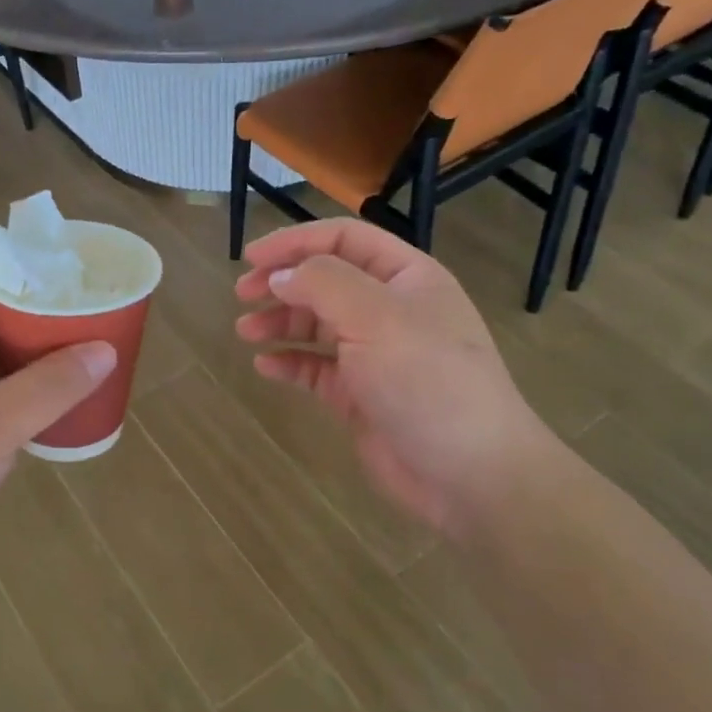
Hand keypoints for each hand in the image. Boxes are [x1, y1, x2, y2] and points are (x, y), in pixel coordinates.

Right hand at [235, 219, 556, 536]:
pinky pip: (317, 369)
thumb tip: (280, 276)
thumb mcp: (376, 316)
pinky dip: (290, 363)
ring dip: (280, 322)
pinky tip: (265, 366)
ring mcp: (376, 354)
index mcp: (406, 277)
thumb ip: (322, 284)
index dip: (296, 242)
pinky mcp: (361, 395)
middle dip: (282, 282)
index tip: (252, 259)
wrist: (470, 472)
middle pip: (326, 280)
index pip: (344, 239)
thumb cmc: (427, 380)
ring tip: (246, 332)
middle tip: (241, 294)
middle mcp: (391, 309)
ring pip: (318, 324)